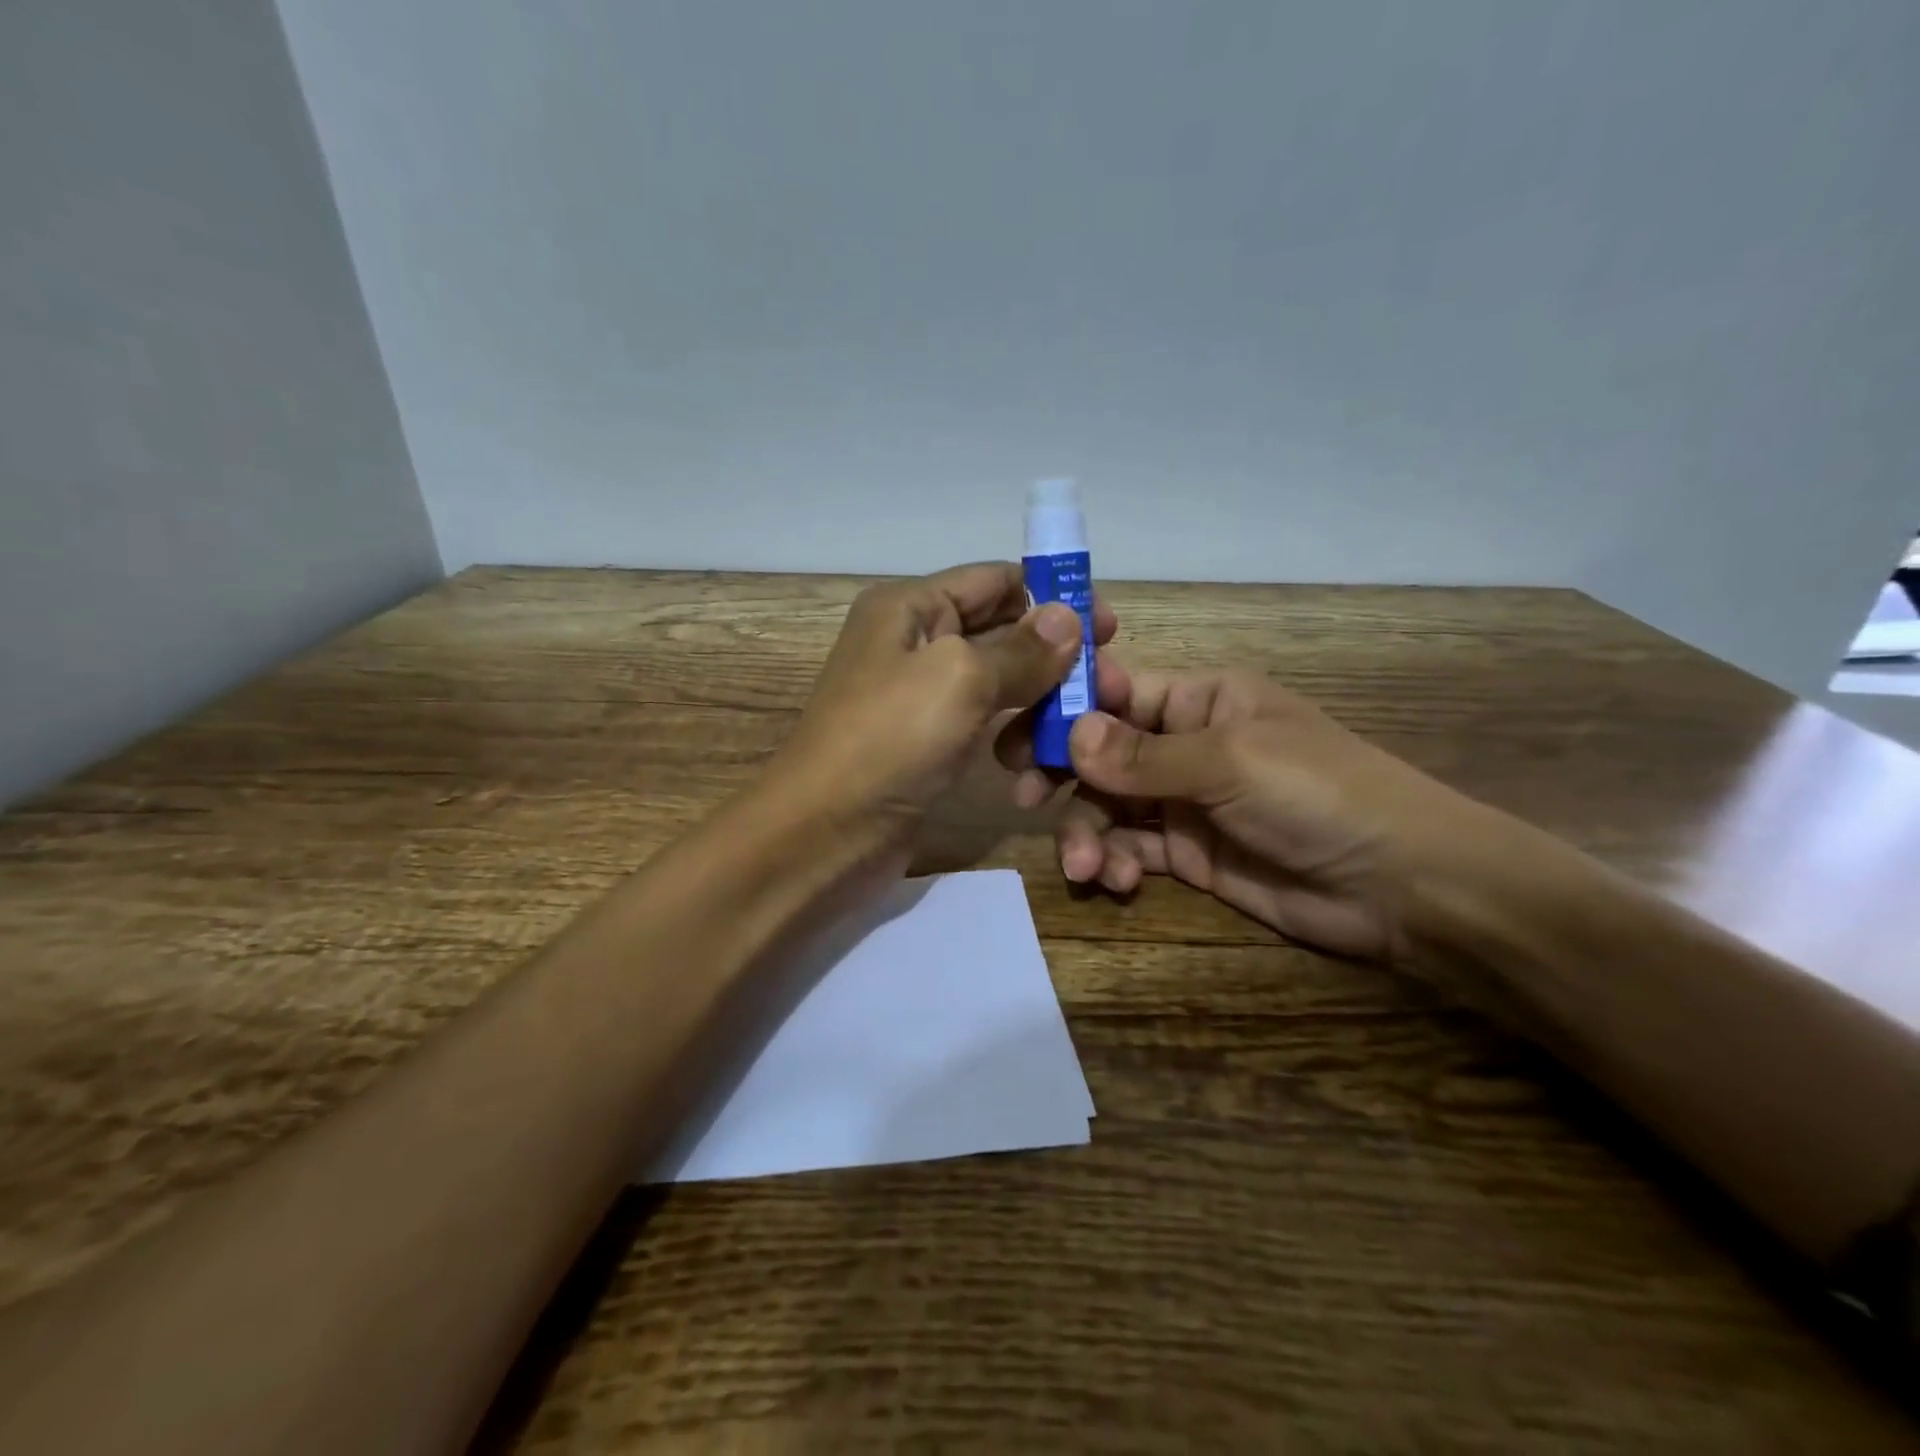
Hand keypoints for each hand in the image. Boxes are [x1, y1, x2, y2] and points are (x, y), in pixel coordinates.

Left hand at [770, 563, 1117, 864]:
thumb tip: (1070, 617)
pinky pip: (983, 724)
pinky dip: (1013, 734)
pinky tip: (1035, 760)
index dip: (1052, 598)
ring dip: (1038, 702)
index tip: (1108, 628)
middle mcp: (914, 642)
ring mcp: (920, 697)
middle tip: (1107, 686)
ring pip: (998, 683)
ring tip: (1075, 730)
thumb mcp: (959, 679)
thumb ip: (1020, 649)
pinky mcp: (927, 744)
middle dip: (1054, 656)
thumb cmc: (888, 741)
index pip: (995, 580)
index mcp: (911, 606)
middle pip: (1002, 631)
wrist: (823, 835)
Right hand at [999, 661, 1483, 963]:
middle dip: (1060, 772)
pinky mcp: (1187, 852)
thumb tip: (1070, 735)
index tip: (1018, 732)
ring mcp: (1183, 800)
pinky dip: (1113, 860)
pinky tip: (1114, 880)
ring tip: (1085, 867)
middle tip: (1020, 796)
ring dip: (1085, 830)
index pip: (1116, 691)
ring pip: (1107, 803)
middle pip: (1100, 750)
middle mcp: (1184, 744)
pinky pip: (1130, 846)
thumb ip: (1145, 755)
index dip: (1066, 707)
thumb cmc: (1320, 794)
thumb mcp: (1231, 762)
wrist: (1400, 885)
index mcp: (1200, 700)